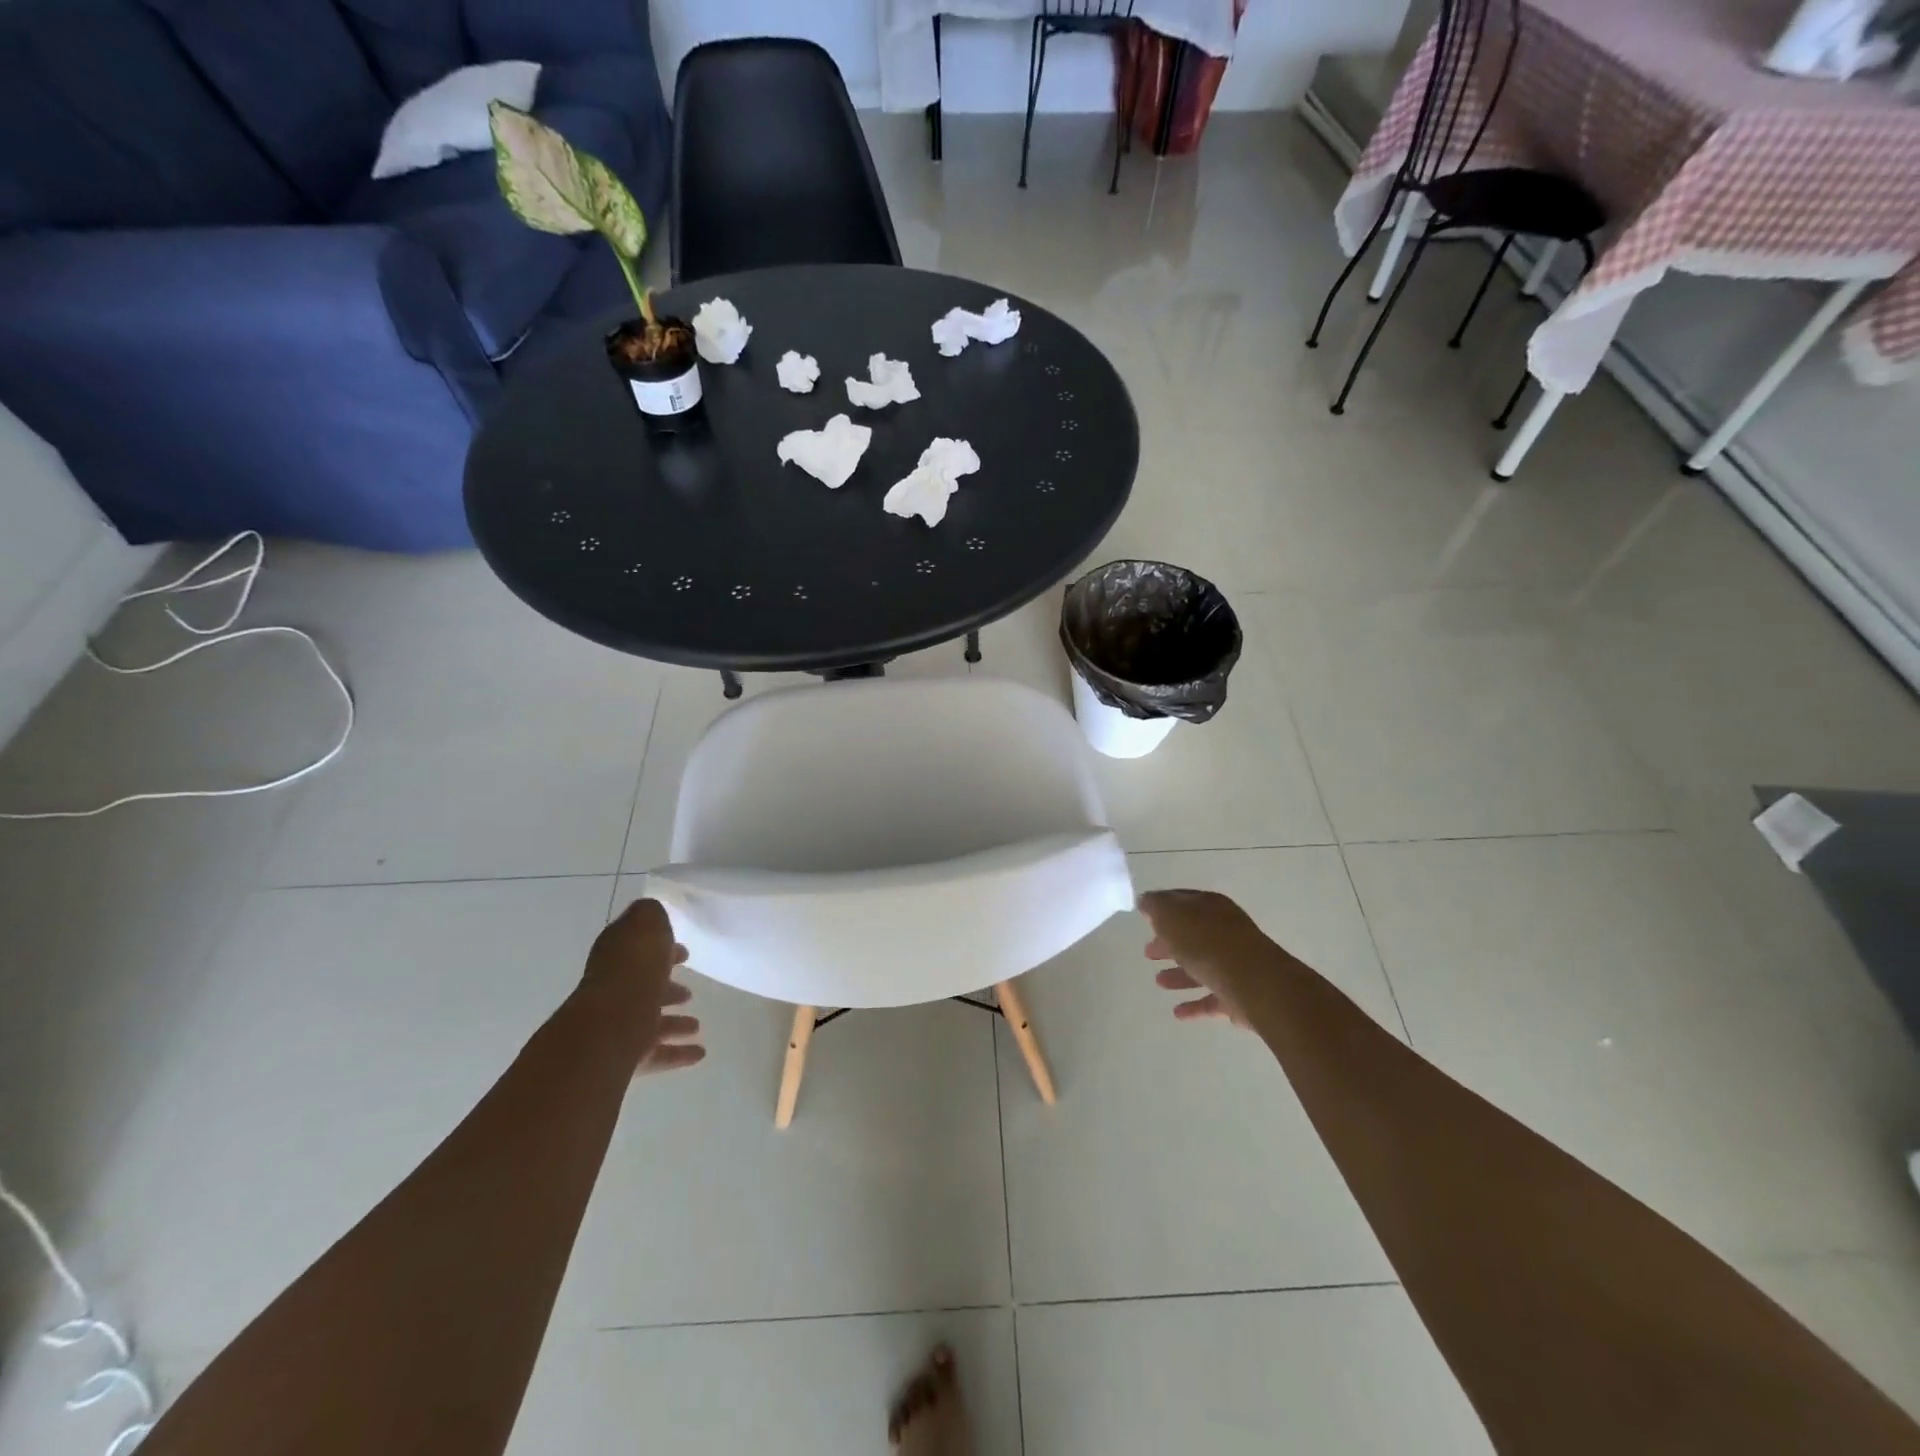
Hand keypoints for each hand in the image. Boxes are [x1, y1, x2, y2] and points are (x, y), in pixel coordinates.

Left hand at [586, 899, 705, 1073]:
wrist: (613, 1023)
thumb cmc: (634, 968)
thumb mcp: (646, 924)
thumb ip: (651, 914)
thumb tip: (652, 911)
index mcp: (617, 956)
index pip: (637, 950)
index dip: (660, 949)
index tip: (684, 953)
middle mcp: (615, 989)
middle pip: (643, 986)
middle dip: (666, 988)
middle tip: (689, 993)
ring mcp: (619, 1023)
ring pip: (651, 1021)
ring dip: (674, 1023)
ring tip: (696, 1025)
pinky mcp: (627, 1054)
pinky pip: (658, 1053)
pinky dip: (678, 1053)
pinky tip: (699, 1053)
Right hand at [1139, 889, 1283, 1026]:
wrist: (1252, 981)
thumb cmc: (1207, 943)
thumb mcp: (1171, 915)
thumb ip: (1156, 906)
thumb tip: (1146, 901)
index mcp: (1211, 907)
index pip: (1183, 902)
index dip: (1163, 908)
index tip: (1146, 918)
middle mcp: (1225, 932)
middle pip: (1192, 936)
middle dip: (1169, 944)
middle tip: (1148, 952)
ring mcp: (1234, 964)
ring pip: (1201, 967)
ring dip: (1179, 974)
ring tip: (1159, 982)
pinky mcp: (1239, 995)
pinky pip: (1212, 998)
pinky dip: (1194, 1004)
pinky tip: (1178, 1012)